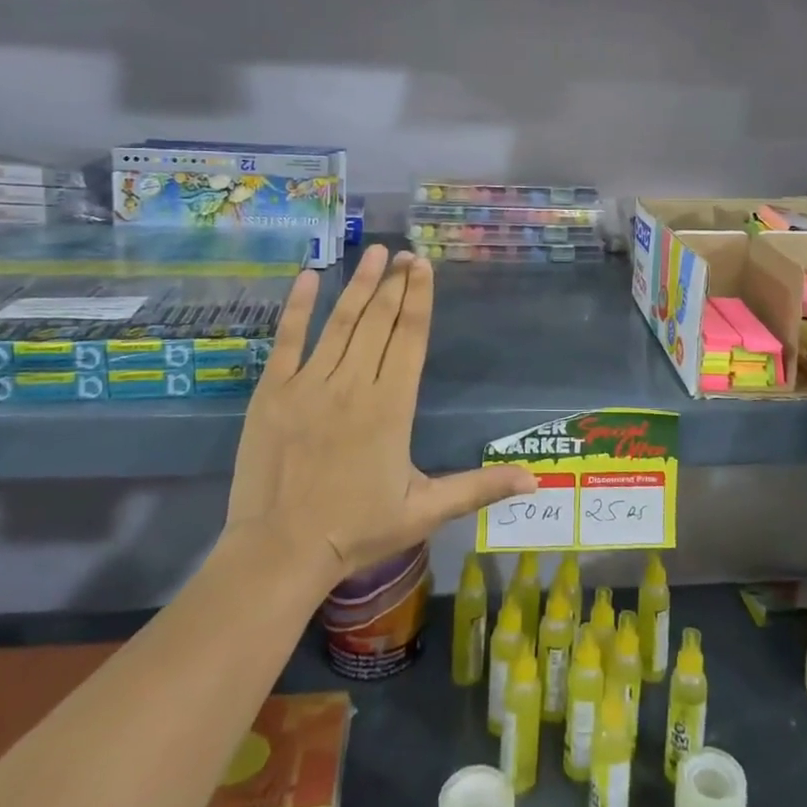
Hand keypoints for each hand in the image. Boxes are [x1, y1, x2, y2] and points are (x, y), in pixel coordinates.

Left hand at [226, 245, 534, 584]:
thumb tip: (534, 478)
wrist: (279, 554)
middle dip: (395, 283)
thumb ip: (478, 488)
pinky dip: (298, 307)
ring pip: (340, 323)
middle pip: (379, 321)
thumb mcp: (425, 511)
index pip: (410, 338)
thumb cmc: (356, 531)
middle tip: (404, 252)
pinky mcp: (272, 392)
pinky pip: (287, 340)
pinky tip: (309, 278)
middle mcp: (353, 384)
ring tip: (374, 253)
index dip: (419, 298)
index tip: (423, 266)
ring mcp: (309, 384)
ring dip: (359, 285)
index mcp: (391, 406)